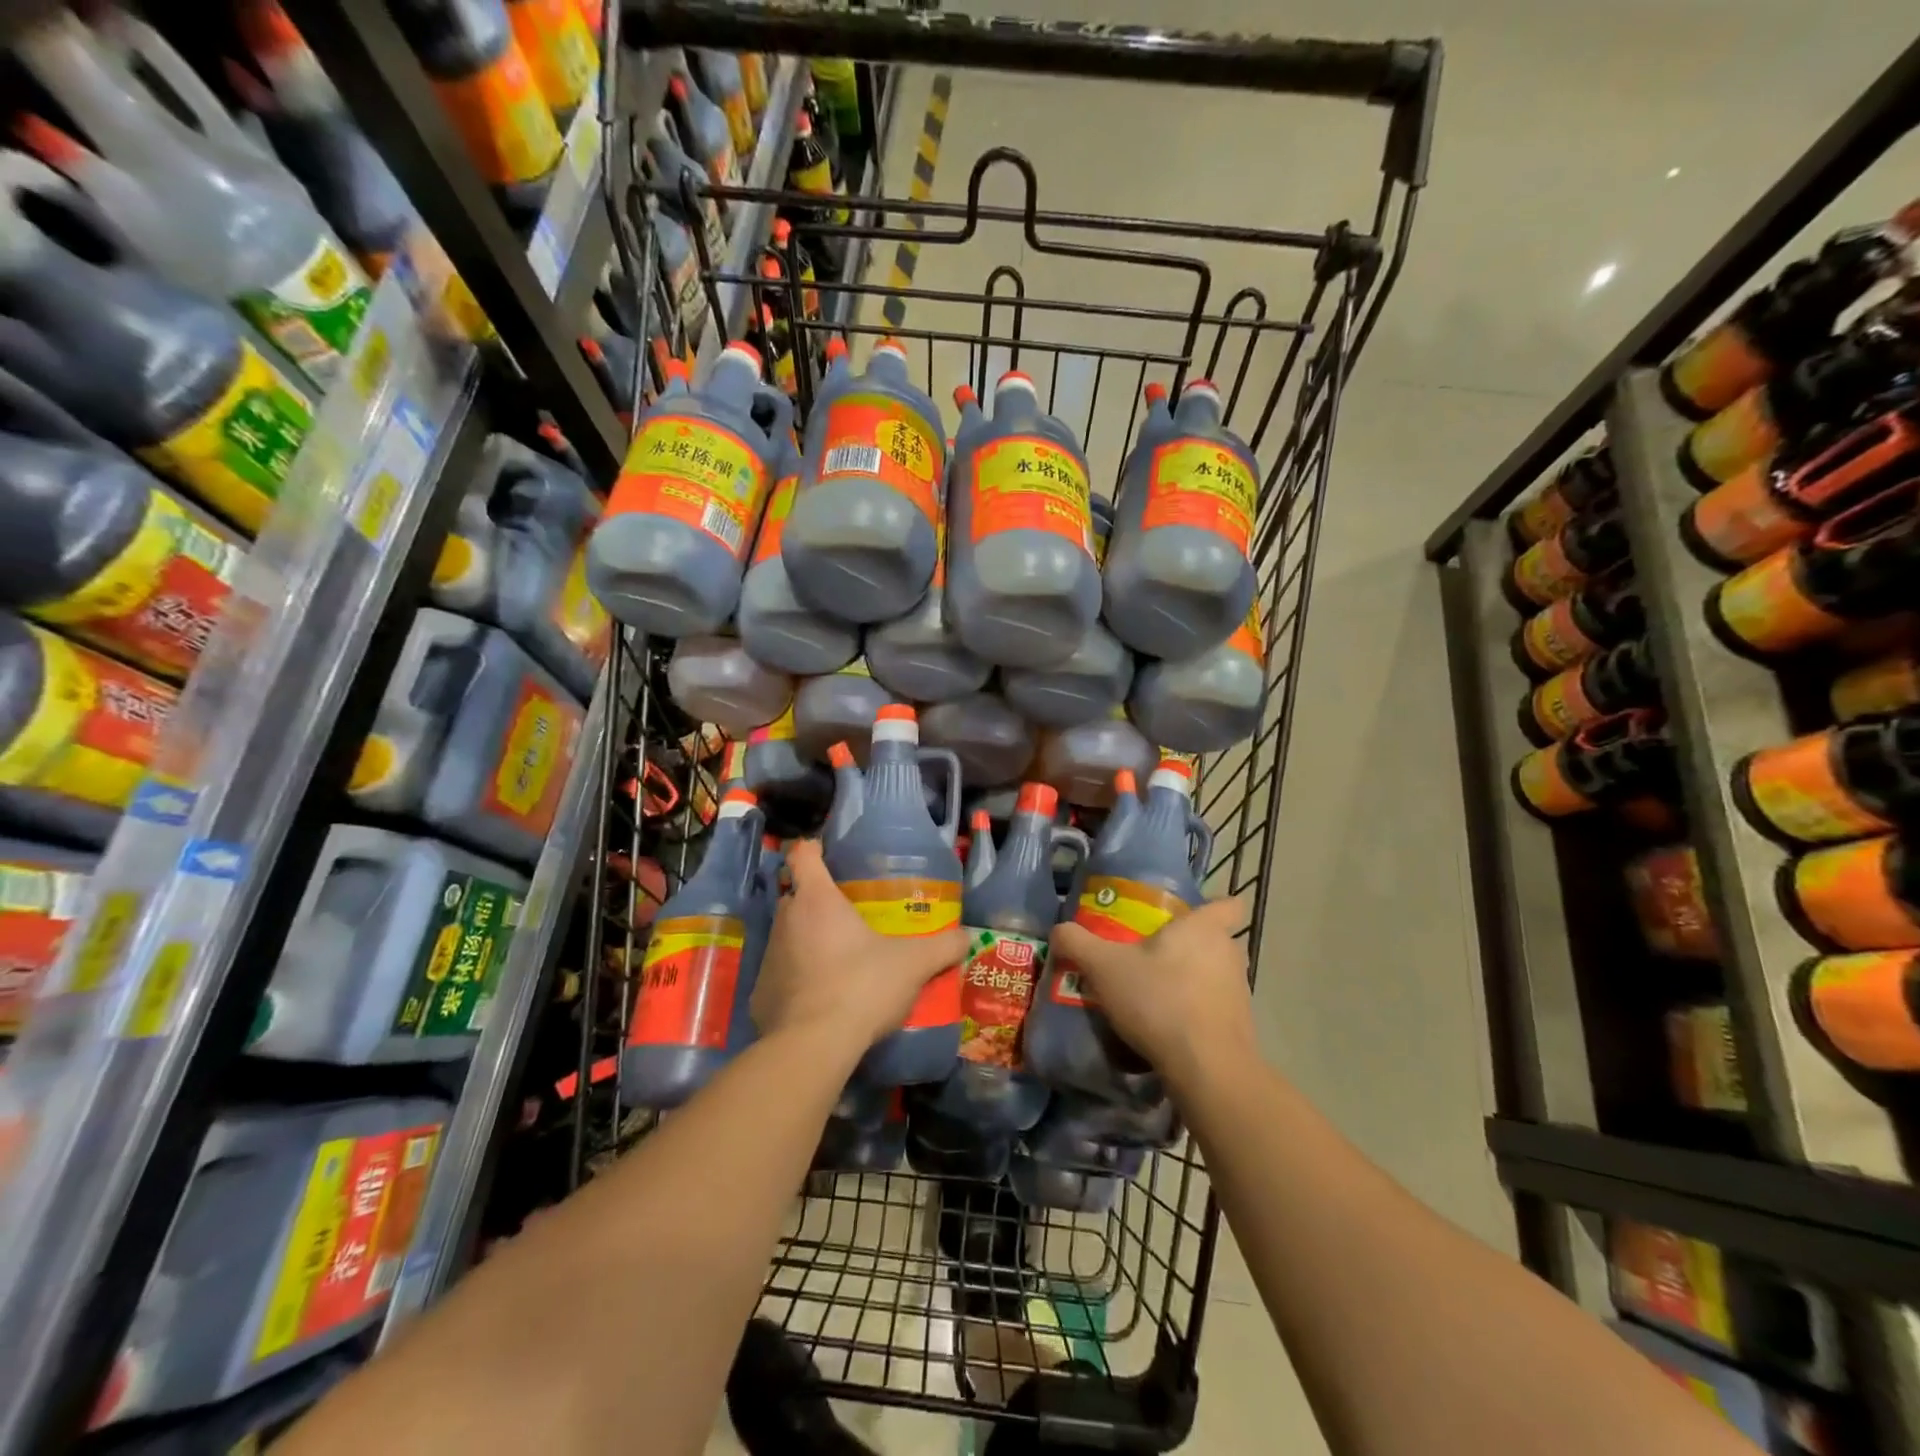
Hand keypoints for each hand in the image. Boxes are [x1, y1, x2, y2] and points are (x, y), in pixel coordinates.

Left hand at [751, 839, 967, 1057]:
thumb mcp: (913, 964)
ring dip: (808, 942)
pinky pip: (780, 976)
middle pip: (796, 896)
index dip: (814, 850)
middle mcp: (785, 920)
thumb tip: (966, 937)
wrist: (813, 1046)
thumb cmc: (862, 985)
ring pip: (788, 936)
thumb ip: (942, 947)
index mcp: (816, 899)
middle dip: (817, 902)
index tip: (829, 857)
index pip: (803, 854)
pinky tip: (821, 999)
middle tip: (849, 918)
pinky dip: (797, 981)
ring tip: (839, 962)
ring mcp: (768, 957)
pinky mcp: (759, 993)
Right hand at [1050, 896, 1254, 1088]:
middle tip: (1155, 955)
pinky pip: (1217, 1009)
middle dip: (1192, 946)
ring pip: (1218, 975)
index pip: (1229, 904)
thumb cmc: (1159, 1000)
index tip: (1187, 916)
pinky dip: (1198, 1014)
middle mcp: (1229, 954)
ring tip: (1157, 994)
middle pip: (1218, 940)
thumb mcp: (1103, 967)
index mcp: (1205, 928)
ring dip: (1194, 981)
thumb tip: (1059, 930)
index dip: (1212, 907)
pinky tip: (1168, 1027)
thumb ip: (1077, 942)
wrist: (1207, 1068)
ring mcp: (1240, 992)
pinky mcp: (1242, 1028)